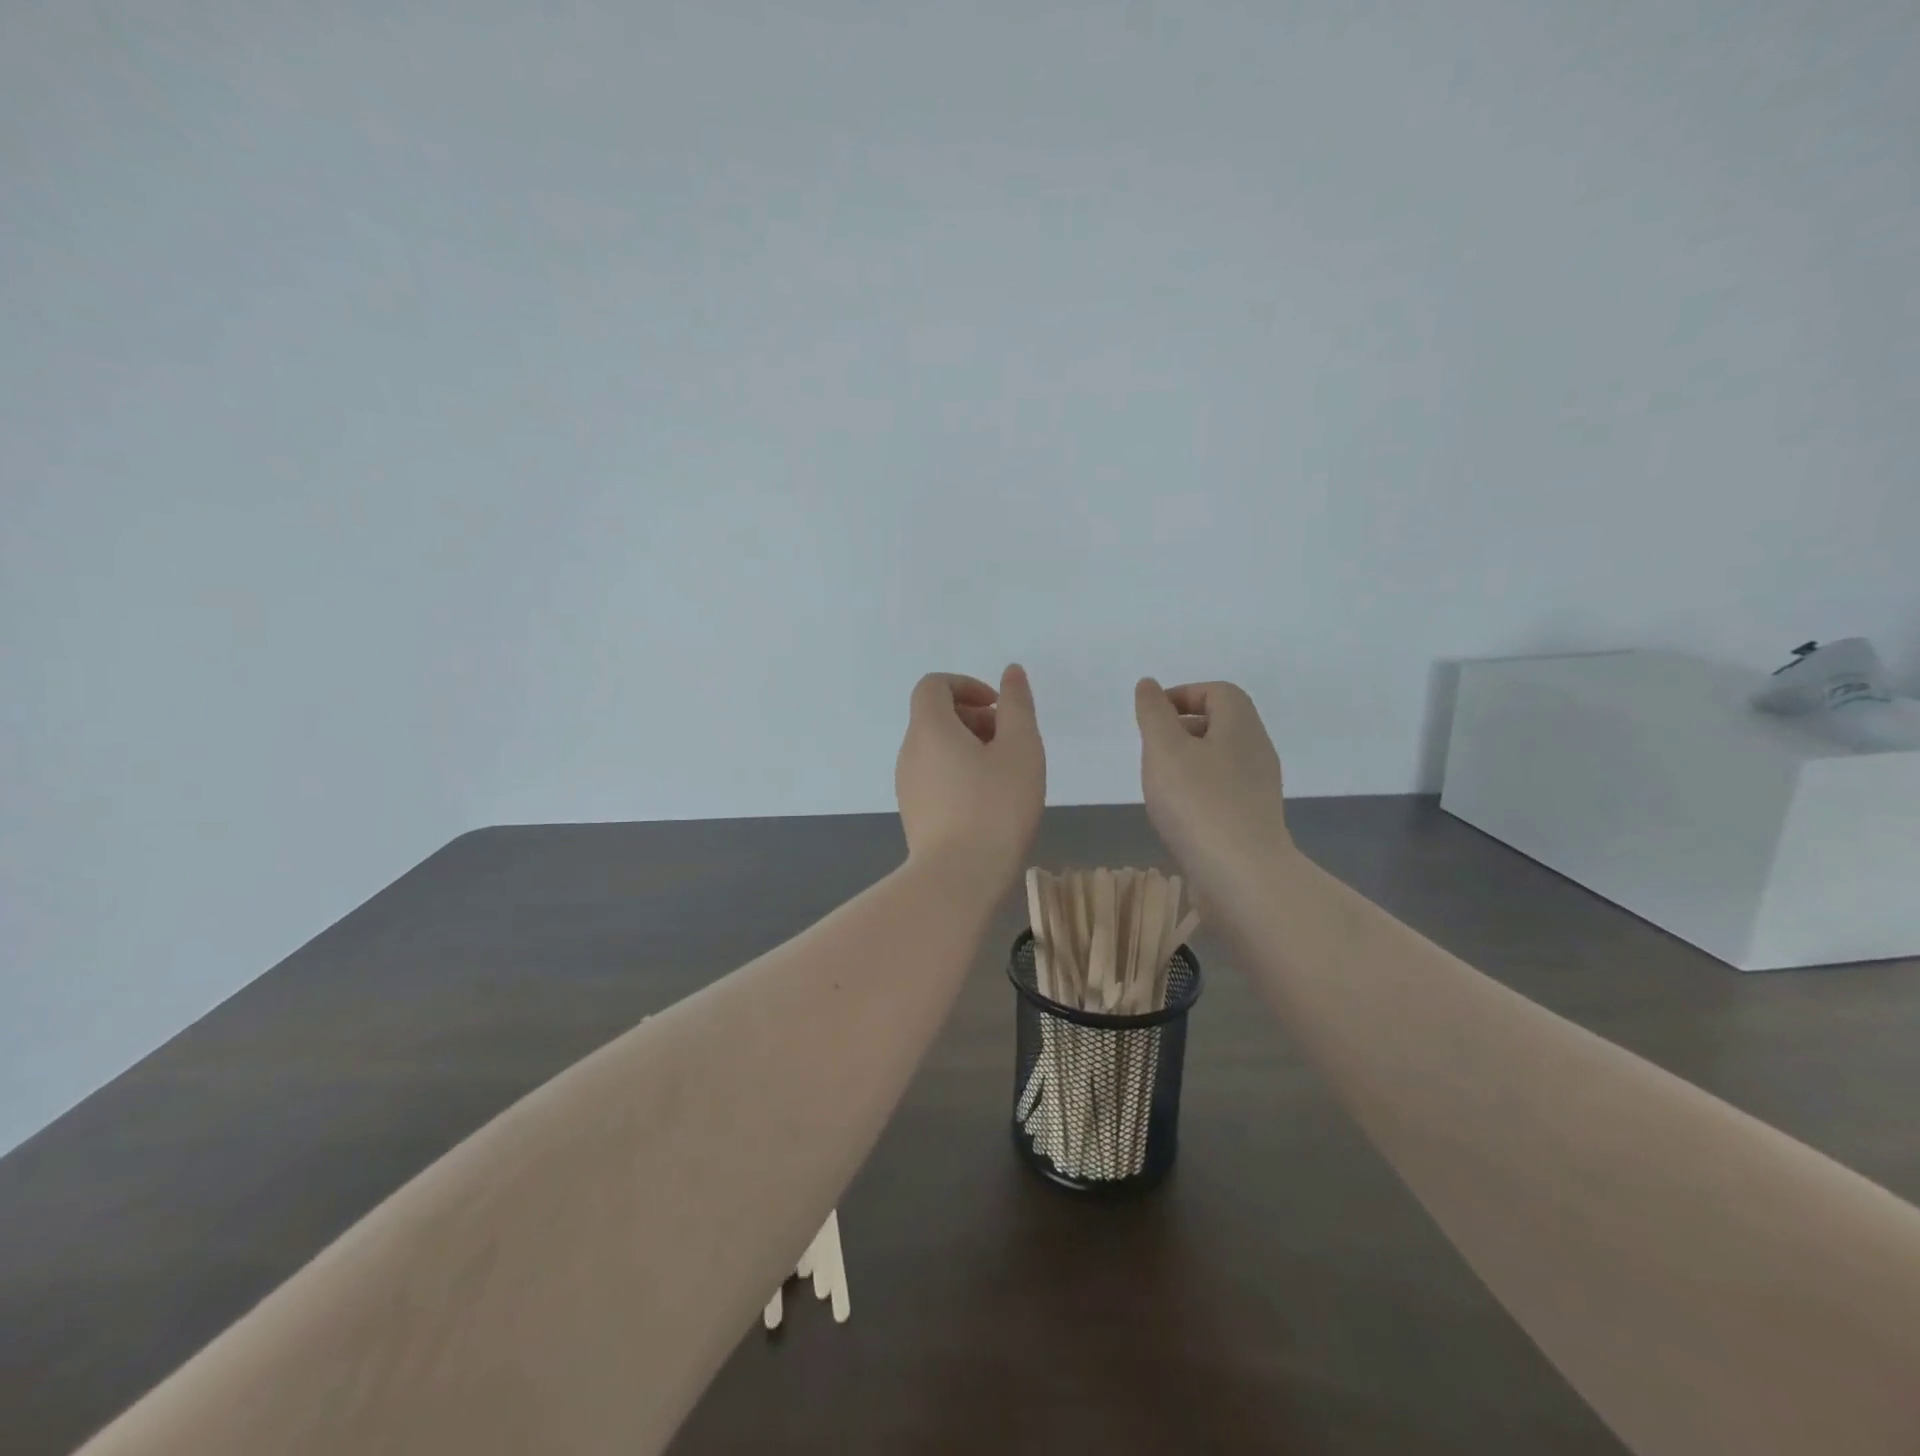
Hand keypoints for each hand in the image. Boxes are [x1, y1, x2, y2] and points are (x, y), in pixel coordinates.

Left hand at [896, 665, 1045, 879]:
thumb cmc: (995, 807)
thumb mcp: (1020, 749)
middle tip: (1010, 743)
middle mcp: (909, 751)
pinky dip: (960, 773)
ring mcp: (907, 785)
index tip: (998, 708)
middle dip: (975, 718)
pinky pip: (935, 776)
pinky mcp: (914, 813)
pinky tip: (989, 802)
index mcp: (929, 728)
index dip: (966, 685)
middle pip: (936, 716)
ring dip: (970, 747)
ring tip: (1005, 775)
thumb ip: (1017, 706)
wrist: (958, 878)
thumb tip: (1010, 673)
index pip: (934, 685)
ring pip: (937, 748)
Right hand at [1134, 678, 1292, 896]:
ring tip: (1159, 782)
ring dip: (1188, 761)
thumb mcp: (1164, 749)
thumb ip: (1153, 714)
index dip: (1183, 695)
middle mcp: (1256, 750)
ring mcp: (1259, 786)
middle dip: (1182, 728)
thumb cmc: (1198, 803)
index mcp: (1240, 725)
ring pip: (1220, 757)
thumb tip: (1149, 685)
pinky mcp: (1253, 817)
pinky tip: (1178, 812)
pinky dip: (1198, 789)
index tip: (1152, 717)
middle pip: (1221, 723)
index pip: (1217, 692)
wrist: (1242, 875)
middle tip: (1151, 748)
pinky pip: (1223, 788)